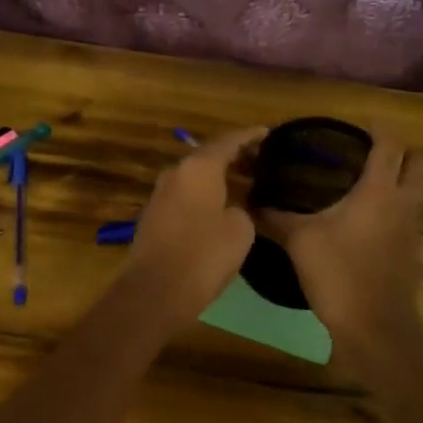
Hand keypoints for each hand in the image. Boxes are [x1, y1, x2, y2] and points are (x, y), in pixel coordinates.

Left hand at [118, 126, 268, 326]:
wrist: (155, 290)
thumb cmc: (204, 255)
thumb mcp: (240, 230)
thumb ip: (242, 208)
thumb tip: (233, 208)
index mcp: (198, 168)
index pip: (228, 141)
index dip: (250, 136)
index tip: (268, 132)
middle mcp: (176, 173)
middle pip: (209, 156)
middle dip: (235, 156)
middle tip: (262, 160)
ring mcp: (161, 194)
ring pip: (196, 176)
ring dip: (220, 176)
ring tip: (247, 182)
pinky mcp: (154, 215)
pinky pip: (186, 194)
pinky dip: (206, 193)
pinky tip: (223, 205)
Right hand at [257, 127, 422, 343]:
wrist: (374, 327)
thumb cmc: (338, 273)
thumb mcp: (299, 240)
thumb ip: (275, 216)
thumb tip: (249, 200)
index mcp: (378, 191)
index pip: (390, 145)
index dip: (378, 129)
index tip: (359, 124)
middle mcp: (403, 203)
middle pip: (418, 163)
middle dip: (400, 152)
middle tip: (368, 153)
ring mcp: (413, 230)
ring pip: (418, 191)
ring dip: (401, 181)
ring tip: (366, 184)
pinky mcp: (413, 253)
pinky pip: (410, 218)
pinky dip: (396, 210)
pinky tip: (367, 222)